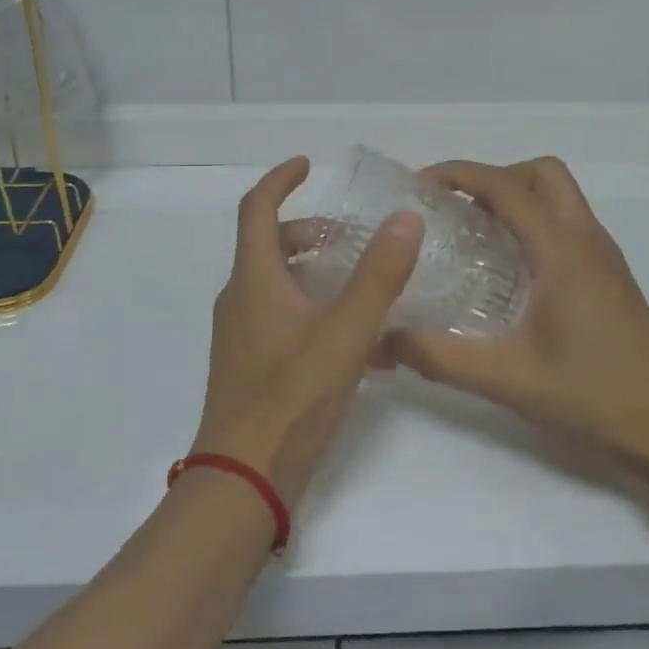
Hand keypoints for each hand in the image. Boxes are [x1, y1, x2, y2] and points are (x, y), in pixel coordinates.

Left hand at [192, 156, 422, 508]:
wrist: (243, 483)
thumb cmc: (291, 398)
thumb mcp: (345, 333)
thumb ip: (378, 276)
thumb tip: (406, 218)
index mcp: (254, 280)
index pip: (257, 209)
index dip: (281, 180)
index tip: (309, 165)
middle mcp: (242, 300)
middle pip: (271, 247)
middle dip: (311, 233)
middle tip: (353, 237)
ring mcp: (243, 336)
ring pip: (281, 286)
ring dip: (319, 275)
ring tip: (367, 288)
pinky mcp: (252, 367)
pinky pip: (285, 322)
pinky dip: (317, 314)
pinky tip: (362, 347)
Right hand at [380, 157, 648, 472]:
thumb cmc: (593, 397)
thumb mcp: (507, 379)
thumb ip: (441, 357)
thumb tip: (385, 337)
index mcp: (562, 250)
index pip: (506, 186)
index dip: (459, 174)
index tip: (420, 186)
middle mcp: (586, 238)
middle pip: (542, 172)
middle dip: (495, 176)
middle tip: (457, 208)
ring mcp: (604, 254)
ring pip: (560, 193)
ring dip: (518, 195)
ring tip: (477, 232)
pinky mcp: (611, 273)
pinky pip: (568, 220)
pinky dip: (536, 219)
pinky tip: (512, 267)